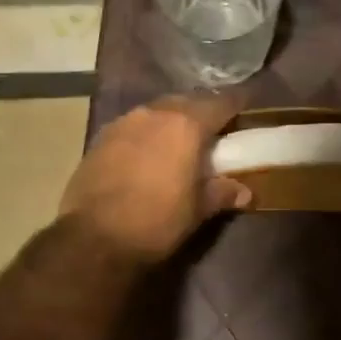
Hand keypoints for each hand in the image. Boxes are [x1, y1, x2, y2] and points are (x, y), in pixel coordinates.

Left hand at [59, 92, 251, 265]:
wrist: (94, 238)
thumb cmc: (157, 221)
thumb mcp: (198, 210)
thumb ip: (222, 193)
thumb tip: (244, 191)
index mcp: (186, 125)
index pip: (220, 103)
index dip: (237, 104)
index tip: (246, 107)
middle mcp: (154, 114)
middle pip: (186, 101)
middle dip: (202, 111)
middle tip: (215, 128)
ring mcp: (123, 123)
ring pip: (156, 111)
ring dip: (171, 120)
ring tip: (180, 140)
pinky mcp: (100, 138)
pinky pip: (133, 126)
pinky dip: (147, 133)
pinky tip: (147, 153)